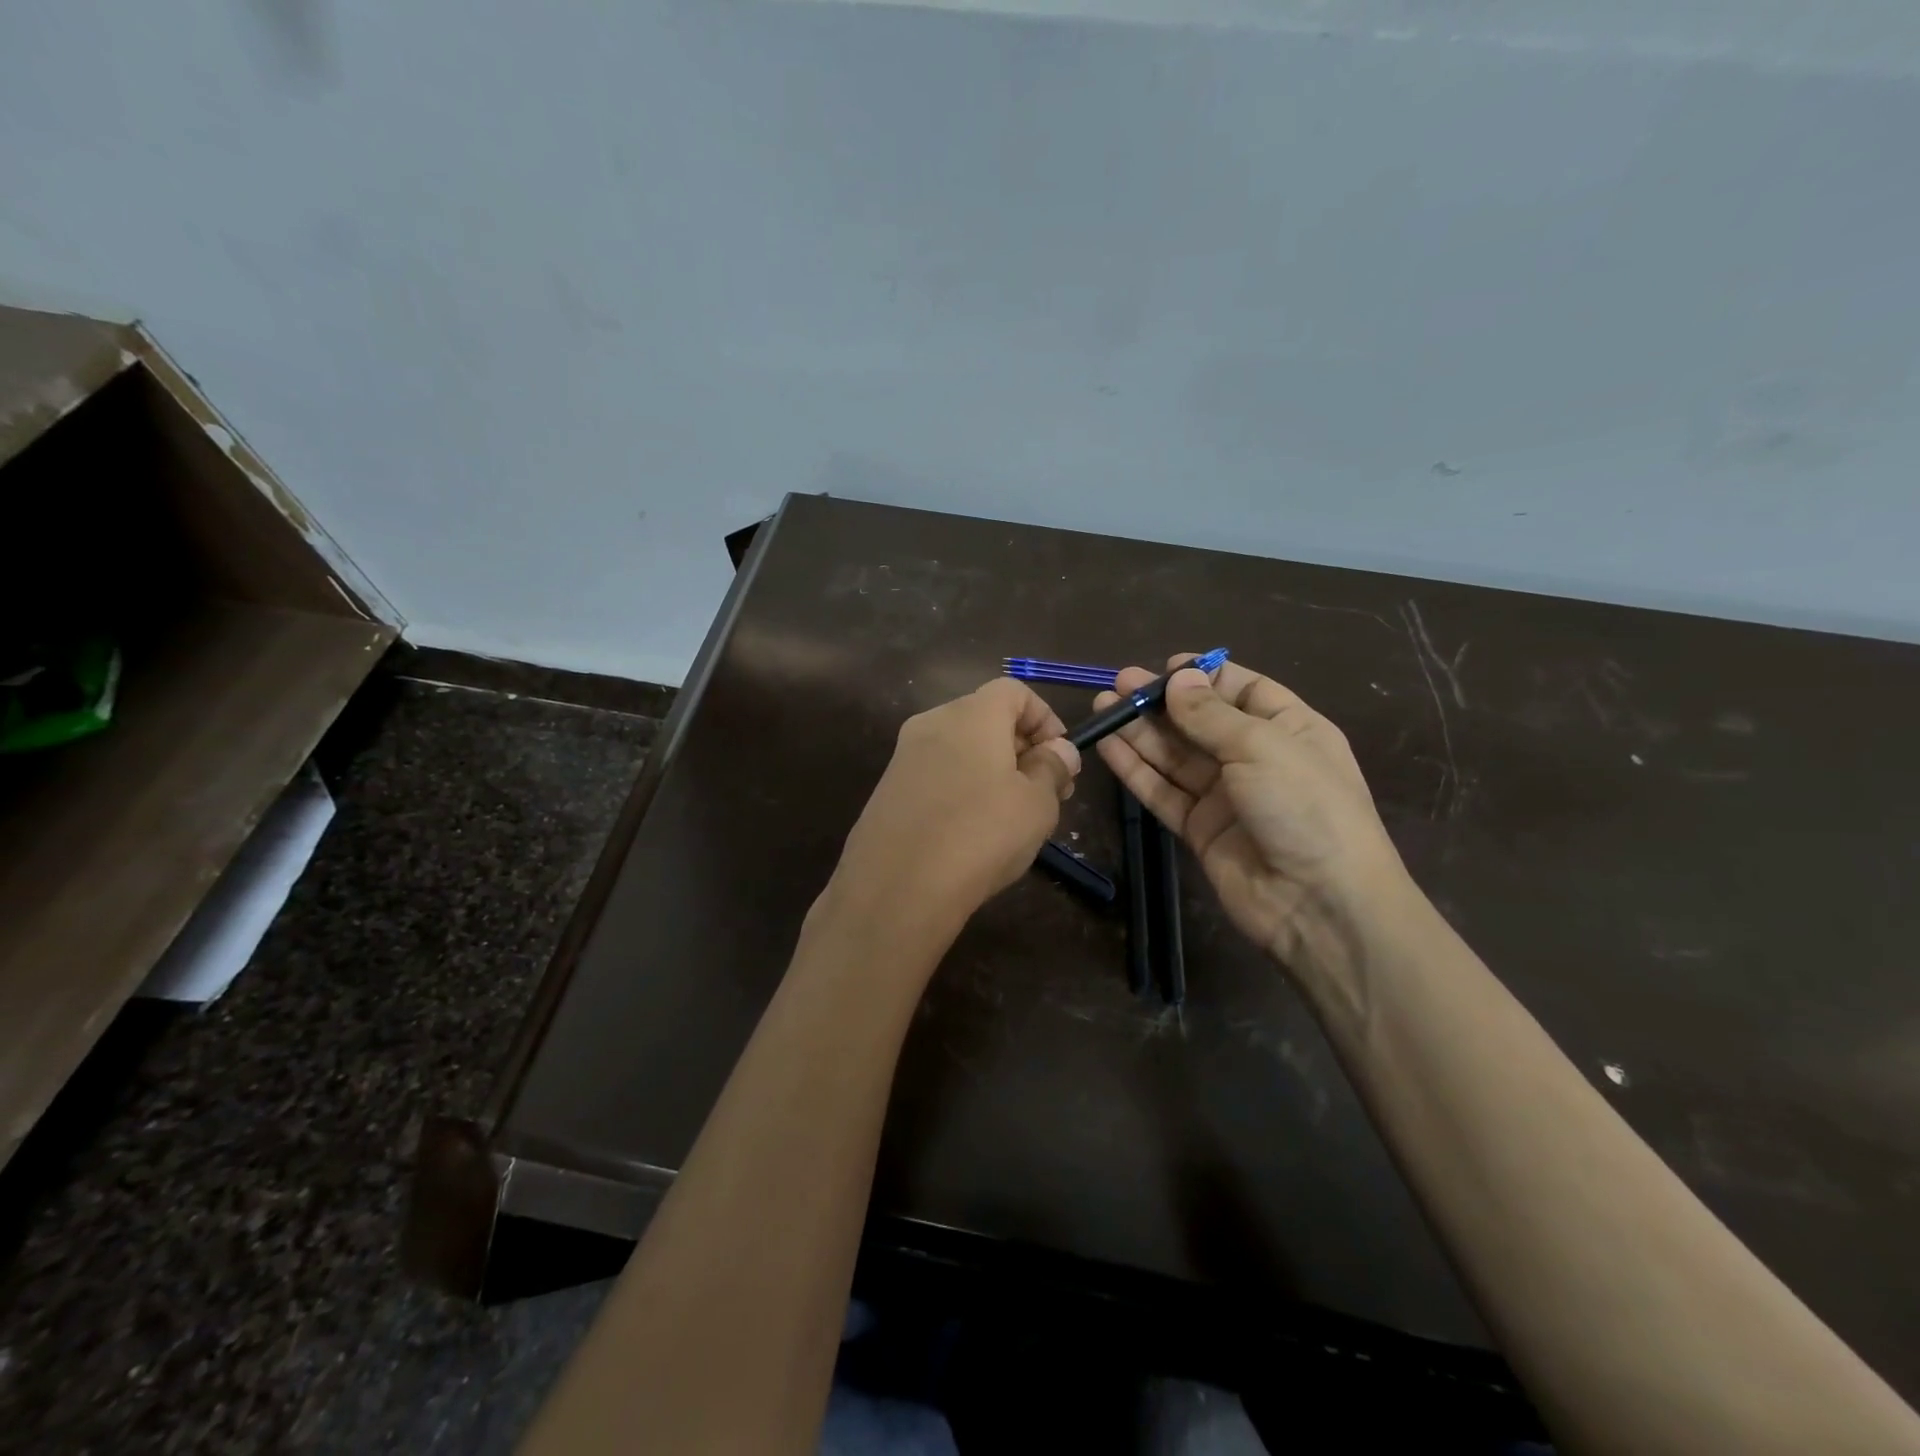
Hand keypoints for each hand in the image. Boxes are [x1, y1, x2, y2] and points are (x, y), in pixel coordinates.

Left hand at [828, 678, 1081, 939]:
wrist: (896, 888)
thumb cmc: (980, 835)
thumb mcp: (1037, 804)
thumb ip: (1052, 768)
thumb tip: (1059, 750)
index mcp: (971, 714)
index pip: (1013, 690)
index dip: (1045, 718)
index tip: (1061, 758)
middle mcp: (932, 723)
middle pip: (986, 717)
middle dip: (1022, 747)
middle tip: (1047, 792)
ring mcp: (904, 756)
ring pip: (961, 748)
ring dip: (994, 770)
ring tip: (1014, 816)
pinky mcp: (888, 789)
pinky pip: (937, 774)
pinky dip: (963, 788)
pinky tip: (974, 831)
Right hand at [1096, 656, 1406, 971]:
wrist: (1318, 903)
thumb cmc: (1304, 806)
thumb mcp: (1262, 747)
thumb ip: (1211, 715)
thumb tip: (1178, 677)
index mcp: (1290, 729)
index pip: (1244, 691)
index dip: (1205, 677)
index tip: (1165, 666)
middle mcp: (1257, 759)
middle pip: (1201, 722)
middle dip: (1161, 702)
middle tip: (1119, 683)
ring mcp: (1227, 796)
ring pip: (1175, 756)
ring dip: (1140, 731)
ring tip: (1102, 705)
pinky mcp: (1200, 829)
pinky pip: (1163, 792)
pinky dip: (1136, 770)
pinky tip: (1108, 746)